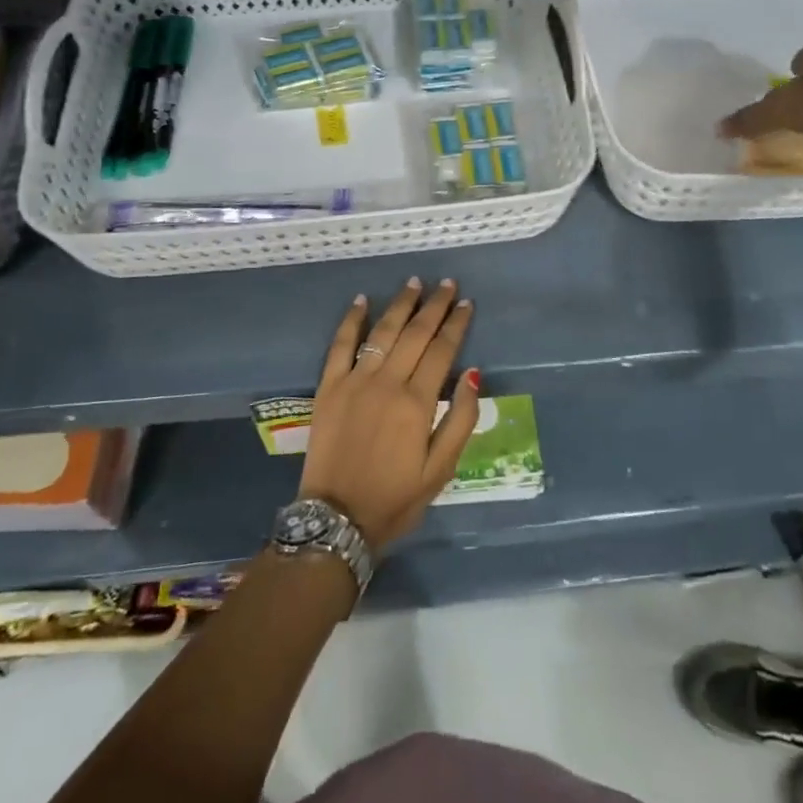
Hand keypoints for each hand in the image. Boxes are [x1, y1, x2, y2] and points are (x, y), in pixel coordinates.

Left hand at [299, 278, 479, 551]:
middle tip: (448, 284)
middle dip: (434, 305)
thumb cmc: (395, 498)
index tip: (467, 304)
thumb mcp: (441, 470)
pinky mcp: (328, 387)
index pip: (443, 350)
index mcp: (417, 402)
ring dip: (400, 304)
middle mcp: (387, 382)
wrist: (336, 520)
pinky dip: (351, 320)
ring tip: (414, 282)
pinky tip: (362, 300)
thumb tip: (473, 374)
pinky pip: (340, 344)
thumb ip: (461, 419)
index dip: (457, 324)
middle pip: (415, 333)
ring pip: (382, 331)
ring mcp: (354, 381)